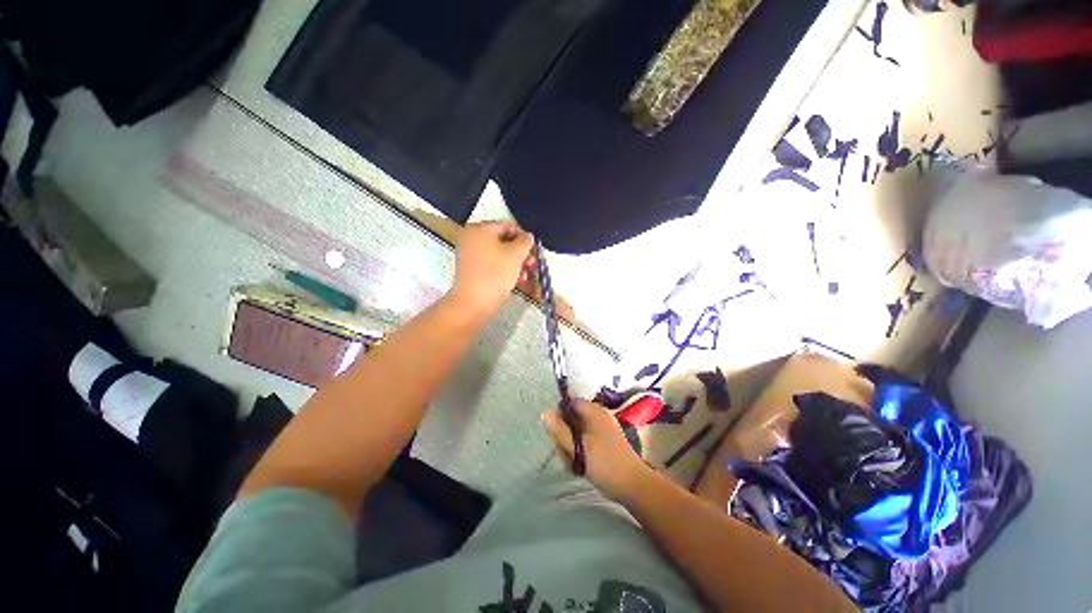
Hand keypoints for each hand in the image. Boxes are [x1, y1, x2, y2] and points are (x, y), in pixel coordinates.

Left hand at [450, 222, 535, 315]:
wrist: (474, 302)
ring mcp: (471, 256)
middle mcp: (472, 239)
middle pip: (503, 241)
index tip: (534, 249)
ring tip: (527, 273)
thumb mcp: (515, 254)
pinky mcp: (473, 271)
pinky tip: (518, 279)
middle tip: (532, 262)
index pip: (507, 226)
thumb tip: (528, 236)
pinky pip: (493, 265)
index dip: (524, 236)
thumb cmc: (494, 273)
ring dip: (516, 263)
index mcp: (479, 229)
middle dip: (520, 252)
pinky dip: (506, 270)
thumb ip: (525, 242)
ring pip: (500, 254)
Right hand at [542, 400, 653, 501]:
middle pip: (573, 418)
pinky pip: (586, 440)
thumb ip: (560, 431)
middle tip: (566, 453)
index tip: (556, 433)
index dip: (560, 414)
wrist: (633, 485)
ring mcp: (603, 429)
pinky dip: (580, 451)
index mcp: (595, 412)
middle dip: (565, 436)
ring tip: (574, 463)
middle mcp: (599, 416)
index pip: (571, 403)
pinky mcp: (605, 441)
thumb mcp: (578, 448)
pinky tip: (580, 466)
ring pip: (578, 431)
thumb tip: (545, 412)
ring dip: (571, 446)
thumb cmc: (605, 464)